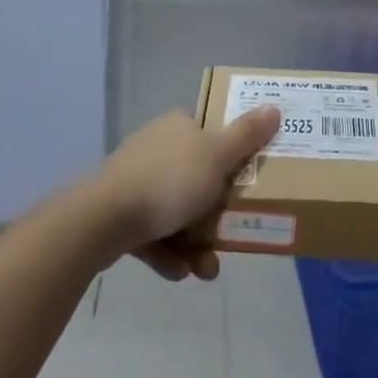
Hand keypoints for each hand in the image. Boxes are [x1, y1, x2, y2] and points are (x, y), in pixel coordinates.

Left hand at [90, 106, 280, 281]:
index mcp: (177, 126)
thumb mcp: (218, 156)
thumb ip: (247, 135)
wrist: (103, 220)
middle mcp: (155, 147)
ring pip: (177, 210)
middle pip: (198, 177)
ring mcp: (134, 181)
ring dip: (196, 241)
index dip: (231, 155)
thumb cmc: (169, 181)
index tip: (247, 179)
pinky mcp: (119, 213)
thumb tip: (274, 106)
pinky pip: (154, 233)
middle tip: (234, 233)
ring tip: (207, 268)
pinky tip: (180, 271)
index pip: (210, 132)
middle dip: (216, 212)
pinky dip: (169, 252)